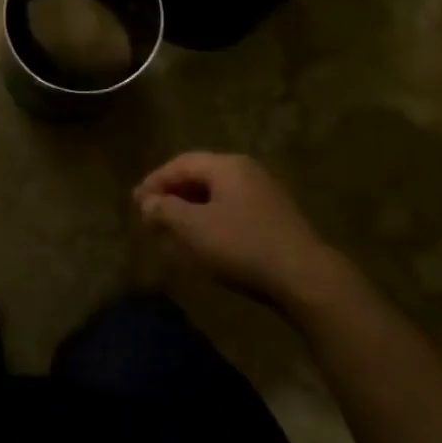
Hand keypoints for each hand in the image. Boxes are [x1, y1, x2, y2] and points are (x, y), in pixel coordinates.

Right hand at [133, 152, 342, 309]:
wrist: (306, 278)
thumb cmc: (242, 245)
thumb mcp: (193, 228)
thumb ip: (164, 210)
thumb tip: (147, 202)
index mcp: (226, 165)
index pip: (180, 164)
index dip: (154, 181)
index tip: (136, 203)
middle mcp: (246, 171)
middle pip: (199, 176)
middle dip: (171, 195)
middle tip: (150, 215)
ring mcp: (265, 194)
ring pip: (216, 194)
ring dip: (190, 209)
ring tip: (172, 230)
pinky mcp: (275, 218)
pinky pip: (232, 210)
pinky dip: (210, 220)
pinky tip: (203, 241)